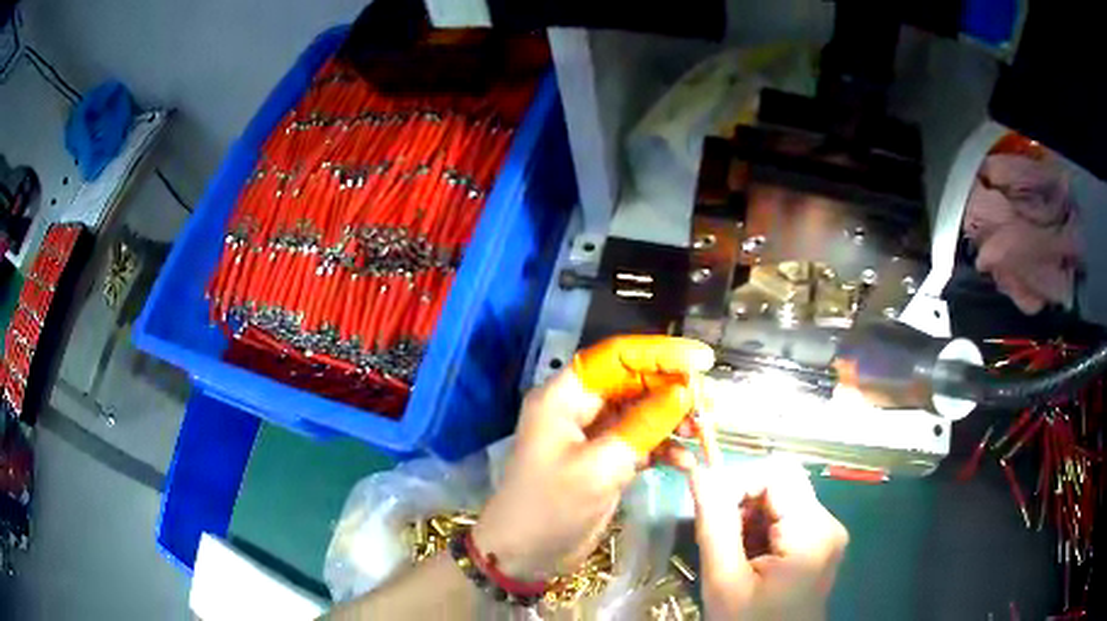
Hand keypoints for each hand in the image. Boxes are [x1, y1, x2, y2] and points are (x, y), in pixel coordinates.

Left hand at [472, 336, 713, 579]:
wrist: (525, 554)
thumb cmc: (551, 506)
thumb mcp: (600, 466)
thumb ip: (644, 426)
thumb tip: (684, 392)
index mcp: (565, 396)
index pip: (616, 358)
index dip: (660, 353)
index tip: (702, 360)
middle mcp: (579, 408)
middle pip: (633, 383)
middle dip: (673, 389)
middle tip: (711, 401)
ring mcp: (594, 435)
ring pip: (641, 413)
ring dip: (673, 420)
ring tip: (704, 431)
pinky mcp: (605, 460)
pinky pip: (641, 442)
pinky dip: (664, 449)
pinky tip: (685, 463)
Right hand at [684, 427, 847, 620]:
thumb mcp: (725, 580)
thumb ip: (714, 524)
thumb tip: (699, 472)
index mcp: (812, 530)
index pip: (776, 473)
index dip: (738, 482)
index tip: (709, 512)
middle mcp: (827, 523)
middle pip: (780, 485)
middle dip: (741, 504)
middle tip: (718, 538)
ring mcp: (826, 533)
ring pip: (780, 501)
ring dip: (748, 519)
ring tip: (731, 554)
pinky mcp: (819, 544)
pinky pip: (785, 519)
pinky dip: (759, 531)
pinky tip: (747, 558)